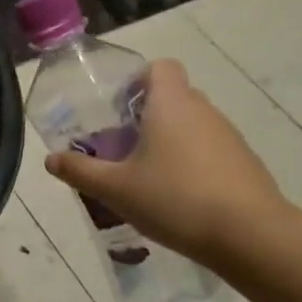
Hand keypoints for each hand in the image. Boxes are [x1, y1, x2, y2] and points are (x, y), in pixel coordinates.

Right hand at [44, 58, 290, 261]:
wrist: (250, 234)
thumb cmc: (175, 199)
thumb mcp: (116, 189)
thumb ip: (80, 172)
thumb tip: (51, 160)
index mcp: (171, 104)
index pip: (159, 67)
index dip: (138, 80)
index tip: (119, 109)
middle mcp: (203, 110)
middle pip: (173, 97)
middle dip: (147, 116)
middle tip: (123, 148)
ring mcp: (229, 136)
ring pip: (192, 126)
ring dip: (171, 142)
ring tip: (149, 179)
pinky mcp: (244, 162)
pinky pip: (210, 151)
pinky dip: (193, 164)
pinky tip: (180, 198)